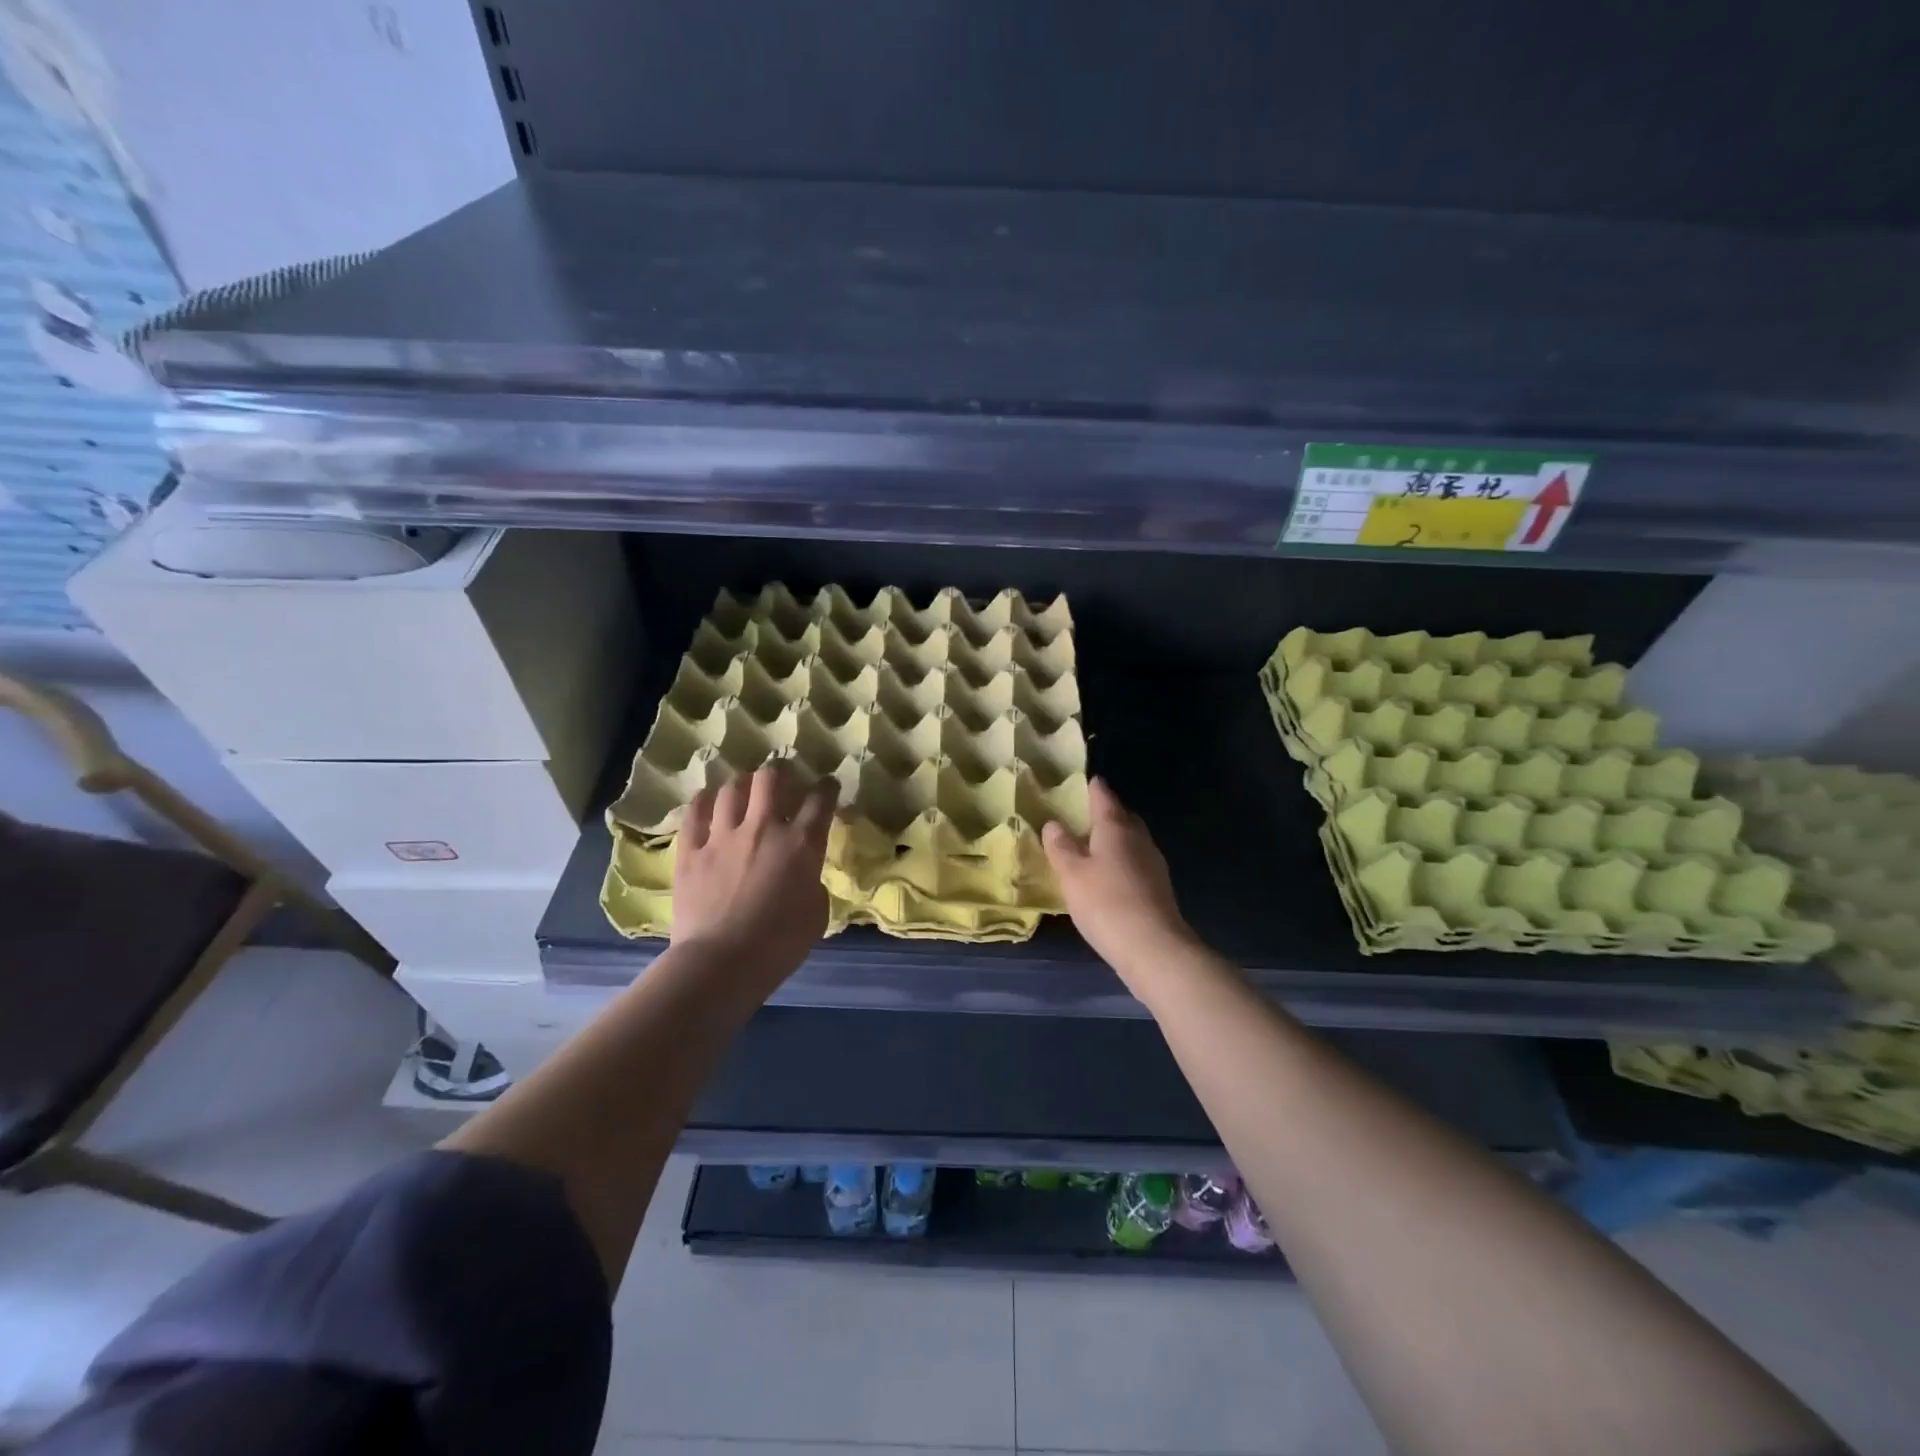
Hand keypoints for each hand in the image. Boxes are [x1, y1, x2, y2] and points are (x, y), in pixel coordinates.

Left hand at [673, 760, 836, 986]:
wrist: (722, 963)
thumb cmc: (780, 945)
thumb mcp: (816, 913)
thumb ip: (812, 883)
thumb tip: (802, 875)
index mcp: (801, 844)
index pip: (820, 800)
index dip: (827, 787)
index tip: (827, 785)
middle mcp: (763, 828)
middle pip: (771, 778)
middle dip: (779, 772)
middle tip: (781, 778)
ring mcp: (723, 836)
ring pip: (731, 789)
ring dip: (740, 785)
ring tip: (742, 789)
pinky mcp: (691, 851)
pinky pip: (694, 813)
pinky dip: (703, 802)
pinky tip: (707, 801)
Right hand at [1043, 777, 1196, 978]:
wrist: (1153, 947)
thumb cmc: (1106, 903)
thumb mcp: (1071, 874)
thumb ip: (1061, 847)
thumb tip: (1054, 824)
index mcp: (1116, 827)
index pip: (1103, 795)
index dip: (1092, 787)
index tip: (1082, 781)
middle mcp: (1138, 837)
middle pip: (1122, 816)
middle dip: (1104, 813)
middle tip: (1081, 818)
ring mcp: (1153, 862)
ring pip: (1130, 840)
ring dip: (1113, 840)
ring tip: (1089, 848)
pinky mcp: (1158, 886)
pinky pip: (1135, 862)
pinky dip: (1120, 861)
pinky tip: (1107, 877)